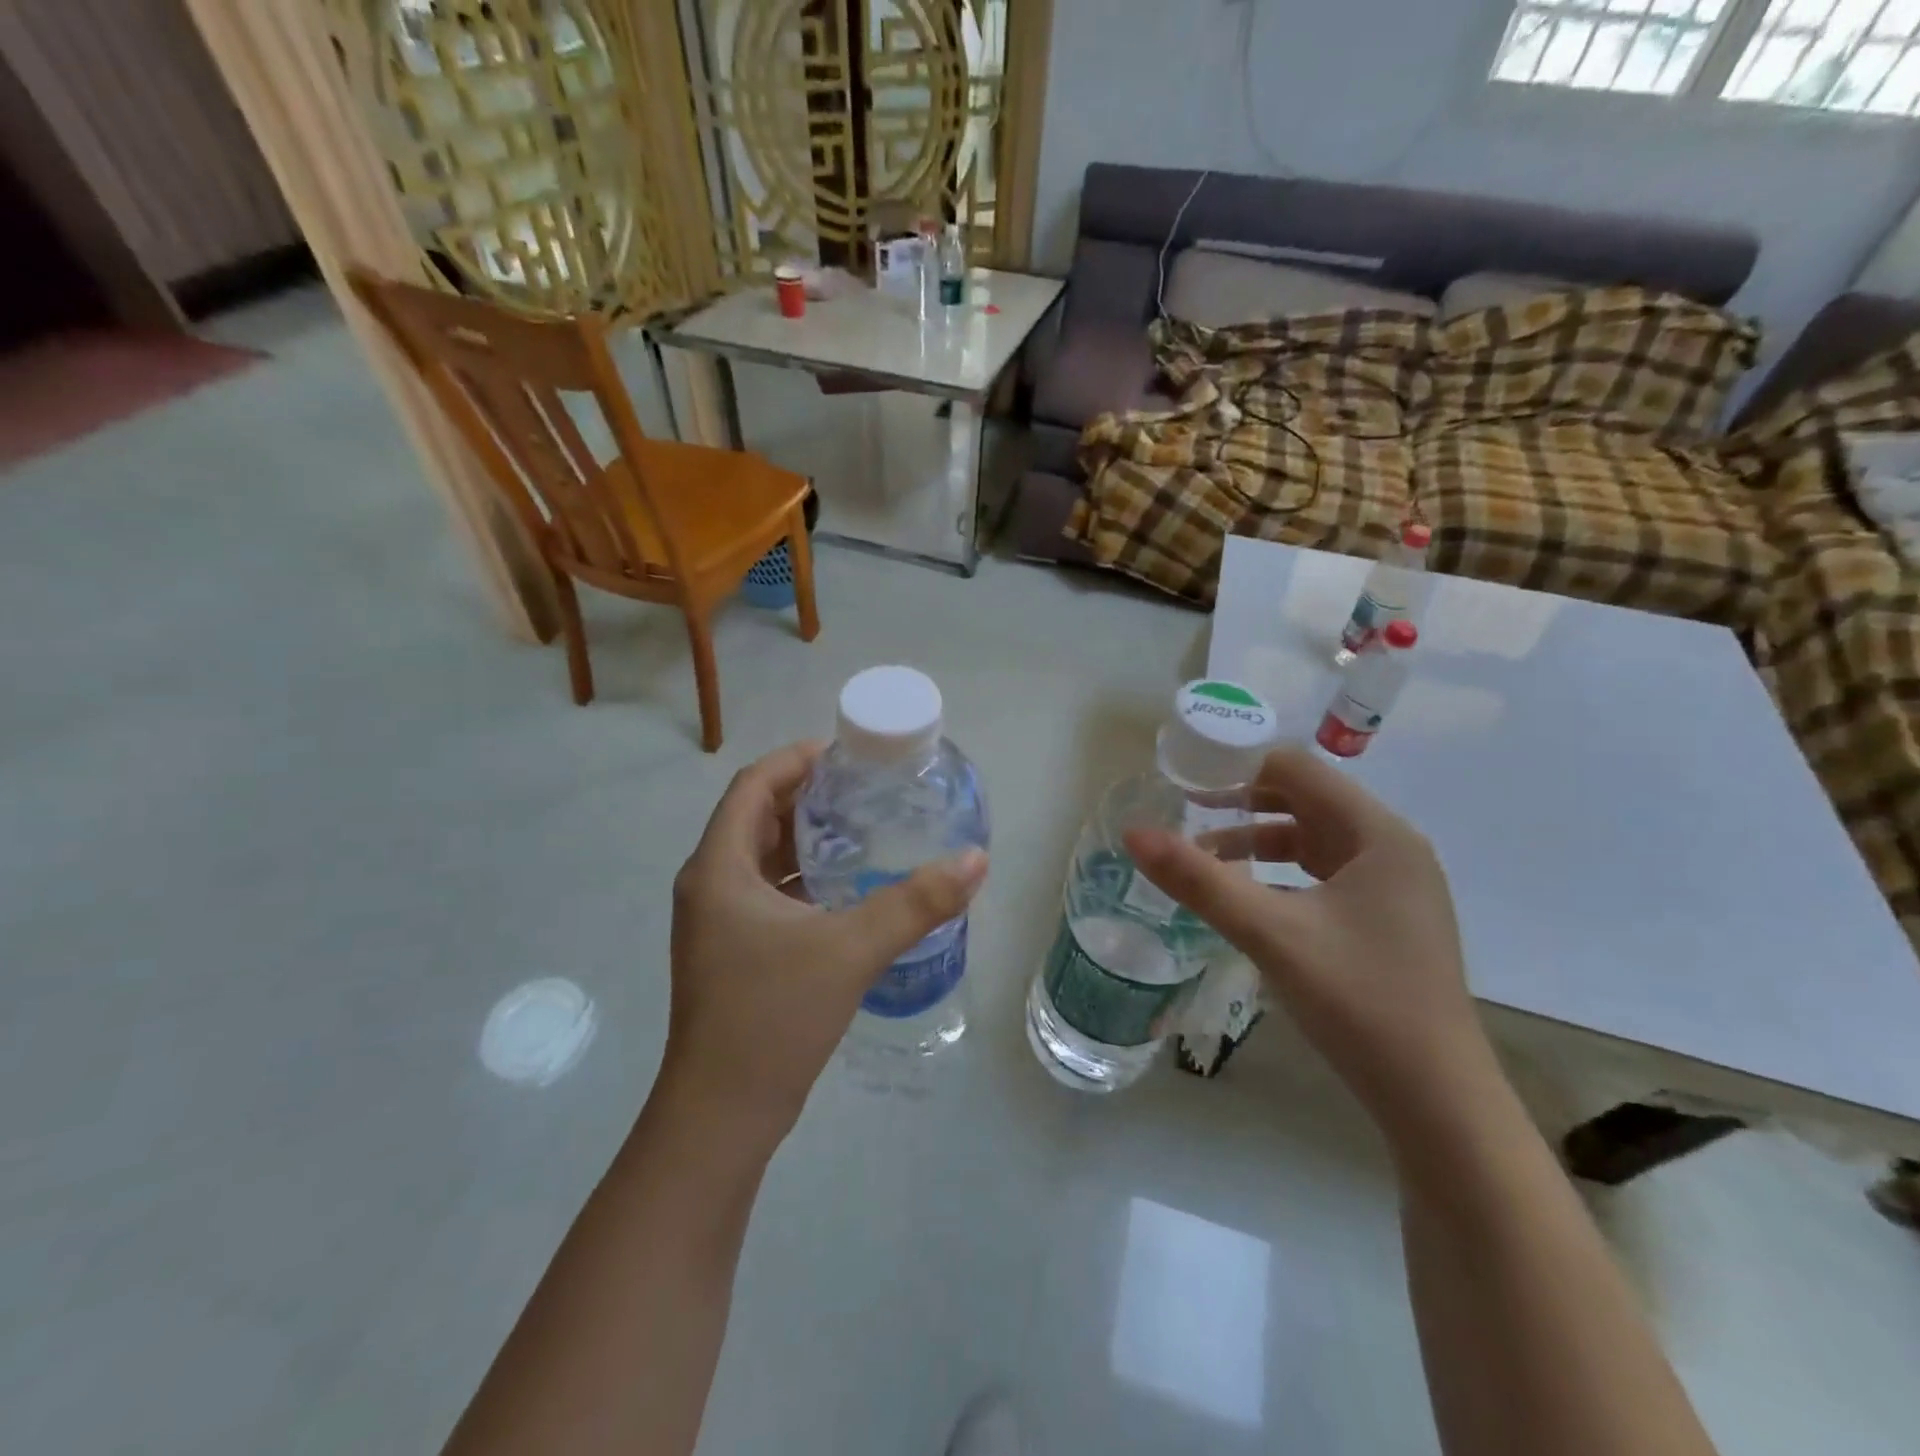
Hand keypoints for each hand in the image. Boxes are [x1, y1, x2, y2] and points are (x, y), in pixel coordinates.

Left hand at [663, 742, 988, 1142]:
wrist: (722, 1114)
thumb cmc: (773, 1017)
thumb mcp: (851, 950)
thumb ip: (916, 903)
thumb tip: (975, 861)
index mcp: (719, 868)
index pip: (753, 785)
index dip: (796, 760)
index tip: (846, 753)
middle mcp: (710, 884)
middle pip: (756, 816)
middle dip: (808, 795)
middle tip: (865, 788)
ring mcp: (717, 921)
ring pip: (760, 856)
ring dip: (806, 837)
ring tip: (862, 827)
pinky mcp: (731, 950)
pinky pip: (766, 890)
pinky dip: (802, 875)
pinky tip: (846, 887)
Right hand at [1125, 748, 1491, 1133]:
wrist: (1436, 1100)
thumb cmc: (1358, 1001)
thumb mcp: (1270, 933)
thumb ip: (1198, 879)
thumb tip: (1133, 833)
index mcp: (1378, 833)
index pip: (1297, 768)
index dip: (1236, 766)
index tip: (1184, 779)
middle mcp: (1391, 848)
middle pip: (1305, 800)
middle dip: (1241, 803)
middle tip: (1183, 812)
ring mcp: (1393, 886)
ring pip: (1312, 840)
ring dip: (1257, 841)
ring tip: (1204, 857)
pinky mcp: (1386, 919)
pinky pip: (1323, 874)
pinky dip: (1279, 874)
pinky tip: (1247, 898)